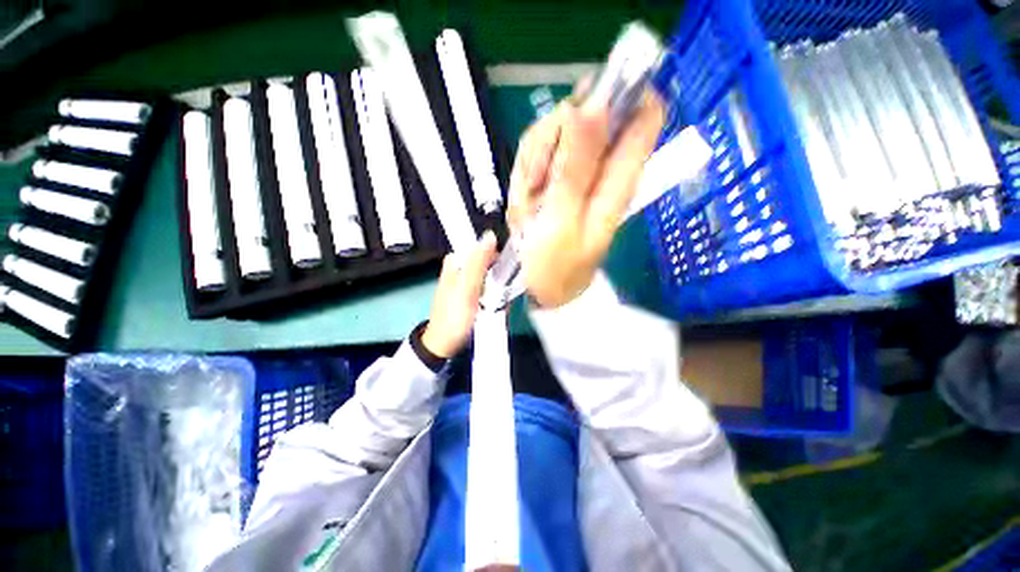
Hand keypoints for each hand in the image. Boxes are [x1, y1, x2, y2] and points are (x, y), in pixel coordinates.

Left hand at [421, 231, 498, 357]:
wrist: (444, 344)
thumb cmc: (454, 317)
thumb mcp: (467, 288)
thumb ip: (478, 263)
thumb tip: (490, 236)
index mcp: (456, 262)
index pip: (481, 246)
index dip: (497, 253)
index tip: (507, 267)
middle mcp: (461, 268)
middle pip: (489, 261)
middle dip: (500, 273)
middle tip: (502, 290)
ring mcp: (468, 282)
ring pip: (492, 275)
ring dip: (500, 286)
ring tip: (499, 301)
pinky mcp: (473, 294)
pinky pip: (491, 288)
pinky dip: (496, 294)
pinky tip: (498, 305)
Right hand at [507, 90, 664, 307]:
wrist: (540, 287)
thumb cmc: (556, 265)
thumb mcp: (564, 220)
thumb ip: (576, 167)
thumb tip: (592, 106)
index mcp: (619, 179)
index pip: (644, 115)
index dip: (618, 96)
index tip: (580, 110)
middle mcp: (601, 168)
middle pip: (584, 113)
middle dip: (551, 143)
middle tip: (538, 183)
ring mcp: (575, 171)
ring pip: (553, 133)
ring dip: (532, 167)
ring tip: (529, 206)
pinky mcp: (554, 179)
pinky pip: (534, 157)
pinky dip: (523, 178)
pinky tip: (524, 205)